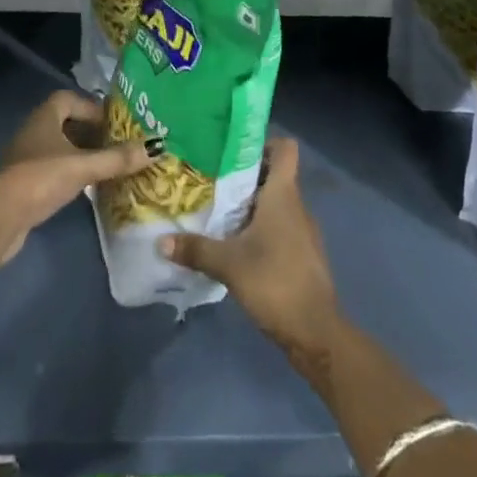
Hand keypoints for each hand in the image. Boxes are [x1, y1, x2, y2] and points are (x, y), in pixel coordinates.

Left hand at [0, 90, 158, 266]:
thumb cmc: (41, 178)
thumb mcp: (84, 166)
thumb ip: (118, 158)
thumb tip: (158, 147)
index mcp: (44, 116)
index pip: (69, 99)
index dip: (91, 107)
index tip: (114, 123)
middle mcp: (32, 131)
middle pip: (65, 123)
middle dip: (90, 132)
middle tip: (116, 144)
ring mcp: (24, 158)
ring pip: (58, 148)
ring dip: (80, 154)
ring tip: (106, 167)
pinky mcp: (22, 184)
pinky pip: (51, 170)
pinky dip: (69, 174)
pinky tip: (85, 188)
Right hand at [160, 138, 339, 355]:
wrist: (316, 334)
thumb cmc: (275, 282)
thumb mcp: (229, 264)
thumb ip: (195, 249)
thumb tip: (160, 241)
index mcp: (284, 194)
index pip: (285, 148)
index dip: (262, 142)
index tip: (233, 150)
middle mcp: (296, 205)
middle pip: (274, 174)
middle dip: (244, 175)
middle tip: (212, 178)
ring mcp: (302, 231)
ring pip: (276, 202)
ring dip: (251, 203)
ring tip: (218, 209)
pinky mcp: (301, 254)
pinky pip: (280, 226)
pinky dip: (260, 227)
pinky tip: (237, 243)